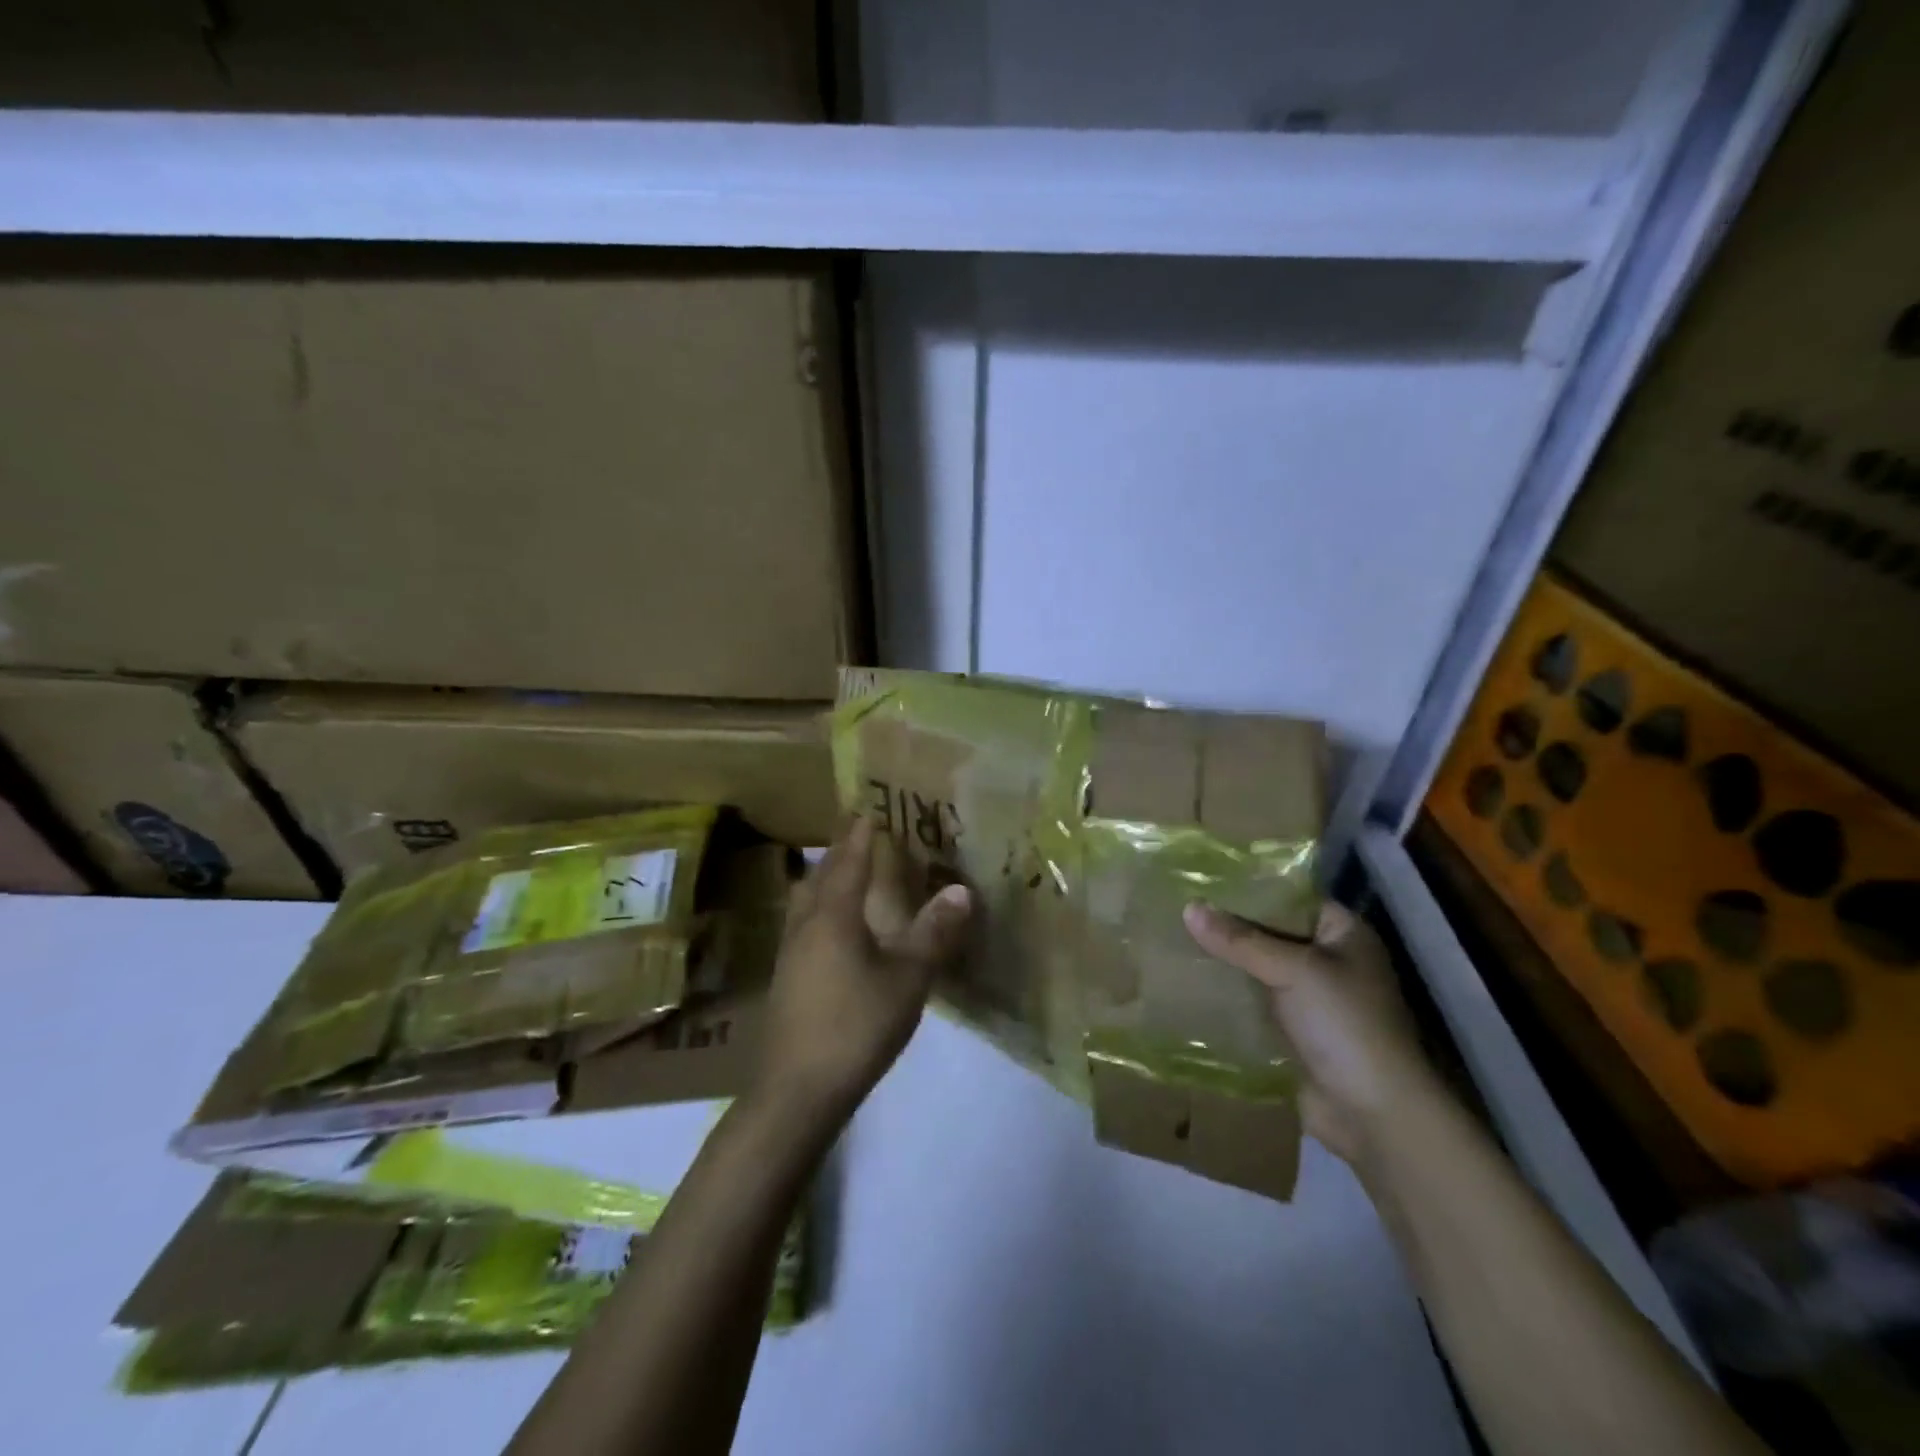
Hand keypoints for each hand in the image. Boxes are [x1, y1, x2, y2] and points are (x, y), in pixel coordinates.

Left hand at [754, 818, 971, 1124]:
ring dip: (825, 878)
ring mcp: (789, 952)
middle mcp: (805, 924)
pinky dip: (819, 907)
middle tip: (862, 834)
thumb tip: (961, 890)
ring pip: (805, 899)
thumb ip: (934, 934)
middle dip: (841, 850)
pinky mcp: (785, 978)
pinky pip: (802, 923)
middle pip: (820, 874)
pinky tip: (833, 928)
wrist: (796, 1091)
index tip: (871, 808)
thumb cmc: (856, 1026)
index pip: (849, 860)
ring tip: (845, 871)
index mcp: (833, 916)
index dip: (861, 834)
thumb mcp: (907, 980)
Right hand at [1184, 900, 1439, 1168]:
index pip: (1291, 896)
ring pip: (1259, 968)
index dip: (1250, 886)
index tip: (1203, 877)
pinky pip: (1253, 1003)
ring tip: (1174, 939)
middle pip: (1271, 932)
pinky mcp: (1293, 1032)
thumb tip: (1188, 908)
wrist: (1374, 1114)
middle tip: (1179, 906)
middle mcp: (1329, 960)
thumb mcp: (1292, 970)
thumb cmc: (1344, 1025)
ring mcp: (1311, 999)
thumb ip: (1240, 940)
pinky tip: (1188, 982)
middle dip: (1230, 925)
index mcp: (1344, 934)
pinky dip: (1228, 995)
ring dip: (1225, 961)